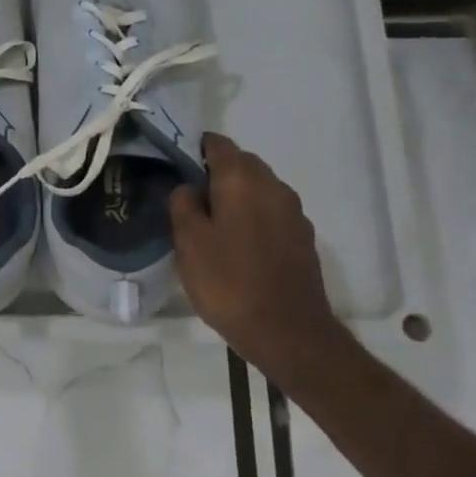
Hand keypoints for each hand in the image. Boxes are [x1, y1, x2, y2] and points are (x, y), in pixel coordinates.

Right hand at [169, 134, 345, 371]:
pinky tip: (235, 242)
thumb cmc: (228, 281)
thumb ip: (182, 203)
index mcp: (242, 180)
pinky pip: (271, 212)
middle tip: (186, 196)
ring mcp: (293, 213)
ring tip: (209, 221)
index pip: (217, 144)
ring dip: (235, 195)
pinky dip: (252, 216)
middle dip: (214, 172)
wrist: (288, 332)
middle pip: (241, 163)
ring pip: (258, 188)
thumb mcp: (188, 241)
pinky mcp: (302, 238)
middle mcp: (274, 186)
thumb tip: (188, 187)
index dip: (193, 148)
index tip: (173, 164)